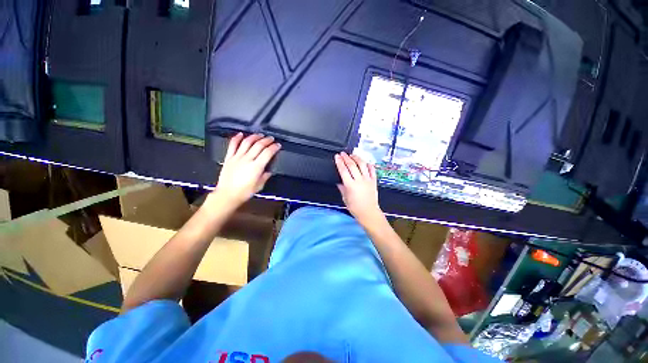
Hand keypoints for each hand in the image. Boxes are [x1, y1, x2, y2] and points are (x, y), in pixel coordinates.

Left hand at [213, 133, 280, 206]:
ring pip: (246, 142)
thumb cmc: (244, 192)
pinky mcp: (229, 158)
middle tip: (271, 138)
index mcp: (256, 167)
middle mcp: (247, 159)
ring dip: (254, 137)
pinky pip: (232, 145)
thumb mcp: (259, 186)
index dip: (274, 147)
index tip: (278, 145)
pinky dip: (236, 138)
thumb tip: (268, 171)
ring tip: (260, 135)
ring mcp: (237, 157)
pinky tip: (240, 134)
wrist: (227, 195)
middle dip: (266, 140)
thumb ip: (265, 176)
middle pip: (258, 145)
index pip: (268, 153)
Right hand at [334, 152, 381, 221]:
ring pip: (362, 164)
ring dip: (357, 158)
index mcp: (350, 185)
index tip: (337, 157)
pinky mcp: (374, 181)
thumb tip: (339, 181)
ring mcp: (368, 180)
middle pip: (352, 165)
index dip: (339, 162)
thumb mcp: (345, 198)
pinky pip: (372, 170)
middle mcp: (359, 180)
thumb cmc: (355, 208)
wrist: (369, 212)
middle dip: (346, 158)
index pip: (343, 170)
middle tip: (342, 153)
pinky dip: (368, 164)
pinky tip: (365, 162)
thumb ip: (342, 188)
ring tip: (352, 155)